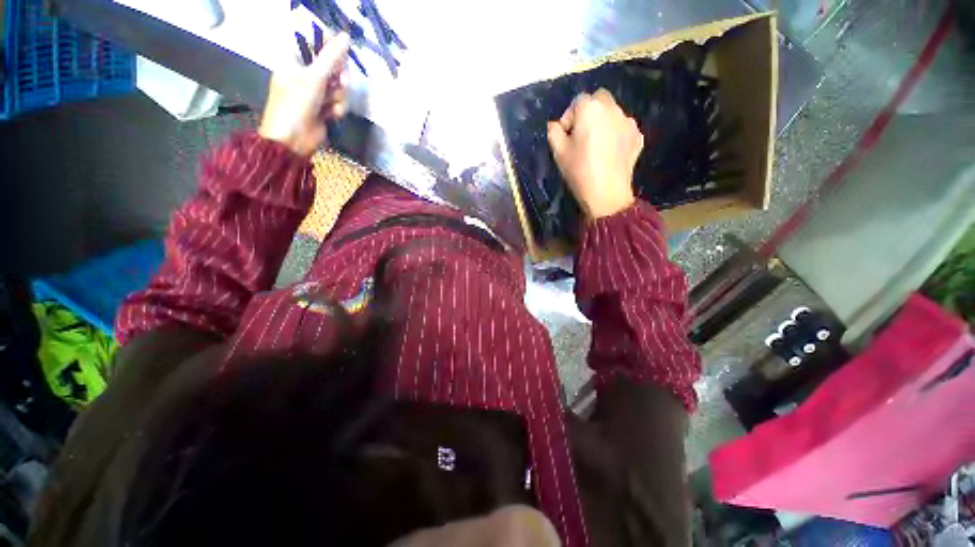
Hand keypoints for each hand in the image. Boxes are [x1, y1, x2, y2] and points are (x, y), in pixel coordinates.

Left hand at [258, 32, 350, 156]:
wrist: (292, 140)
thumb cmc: (295, 105)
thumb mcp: (314, 78)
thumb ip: (331, 58)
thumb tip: (346, 37)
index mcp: (294, 60)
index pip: (316, 44)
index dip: (331, 49)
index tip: (340, 57)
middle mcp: (305, 73)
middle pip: (332, 66)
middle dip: (338, 77)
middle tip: (340, 83)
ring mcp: (315, 91)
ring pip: (338, 86)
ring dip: (338, 97)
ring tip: (331, 105)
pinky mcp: (324, 107)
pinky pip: (339, 102)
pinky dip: (337, 109)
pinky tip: (331, 116)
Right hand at [546, 88, 644, 218]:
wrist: (606, 194)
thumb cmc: (579, 171)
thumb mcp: (558, 152)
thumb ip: (554, 132)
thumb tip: (555, 125)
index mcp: (591, 108)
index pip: (577, 101)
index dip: (569, 118)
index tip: (566, 137)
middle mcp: (613, 108)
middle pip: (599, 100)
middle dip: (589, 114)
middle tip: (581, 137)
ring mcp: (629, 122)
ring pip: (613, 115)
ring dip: (603, 124)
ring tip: (597, 147)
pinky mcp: (638, 137)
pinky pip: (623, 130)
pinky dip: (616, 136)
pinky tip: (610, 154)